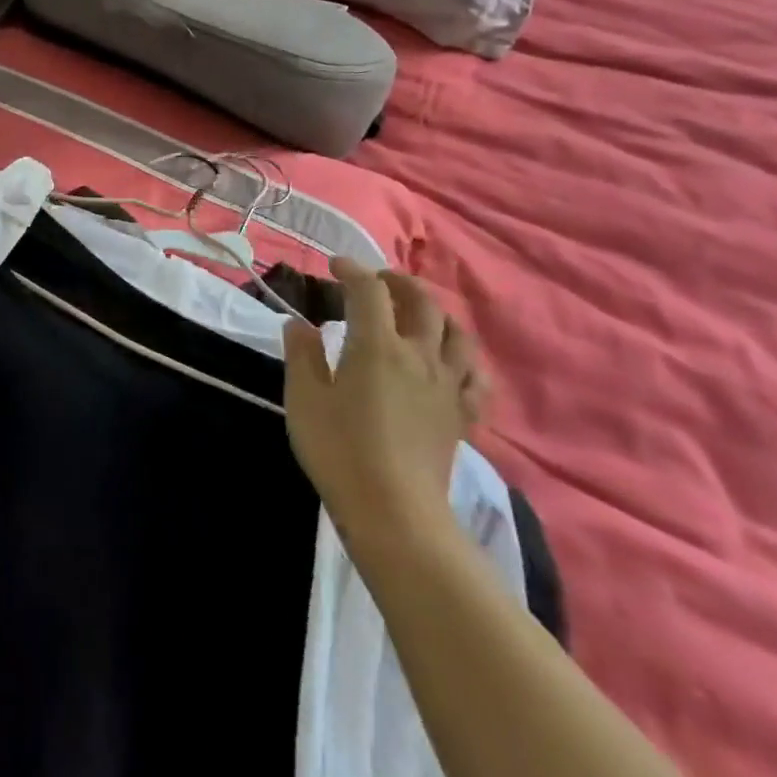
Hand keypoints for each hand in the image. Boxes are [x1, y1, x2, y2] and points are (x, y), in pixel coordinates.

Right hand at [283, 258, 476, 550]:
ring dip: (435, 312)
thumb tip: (300, 325)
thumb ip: (302, 354)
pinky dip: (464, 357)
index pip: (369, 291)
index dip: (352, 270)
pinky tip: (450, 361)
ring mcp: (448, 385)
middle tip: (375, 280)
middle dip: (398, 281)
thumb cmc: (339, 449)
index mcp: (377, 346)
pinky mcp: (463, 415)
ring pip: (456, 333)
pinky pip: (476, 375)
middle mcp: (419, 356)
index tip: (334, 266)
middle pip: (421, 301)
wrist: (394, 511)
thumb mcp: (304, 398)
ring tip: (415, 313)